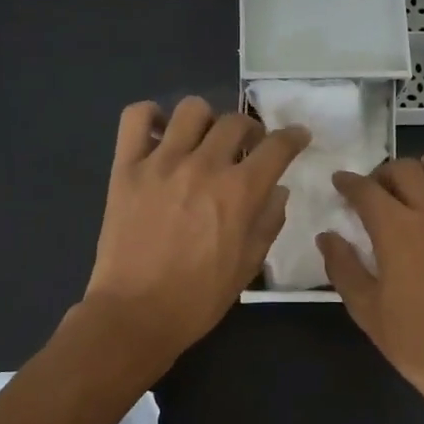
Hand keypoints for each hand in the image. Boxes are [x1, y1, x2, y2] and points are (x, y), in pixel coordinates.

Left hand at [82, 97, 308, 366]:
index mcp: (239, 192)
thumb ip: (268, 222)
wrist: (136, 314)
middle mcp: (204, 166)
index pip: (277, 147)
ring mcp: (161, 162)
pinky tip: (160, 135)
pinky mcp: (126, 167)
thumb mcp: (248, 266)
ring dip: (207, 121)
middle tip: (248, 149)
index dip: (293, 137)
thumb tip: (277, 191)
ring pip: (192, 109)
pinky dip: (151, 117)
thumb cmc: (199, 298)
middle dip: (251, 131)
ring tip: (204, 141)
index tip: (298, 137)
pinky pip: (136, 117)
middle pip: (236, 122)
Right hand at [317, 148, 423, 403]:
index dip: (348, 182)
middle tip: (378, 194)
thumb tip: (327, 237)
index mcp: (396, 229)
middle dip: (383, 175)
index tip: (341, 184)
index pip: (365, 189)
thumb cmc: (416, 342)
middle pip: (405, 168)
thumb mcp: (366, 310)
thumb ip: (342, 267)